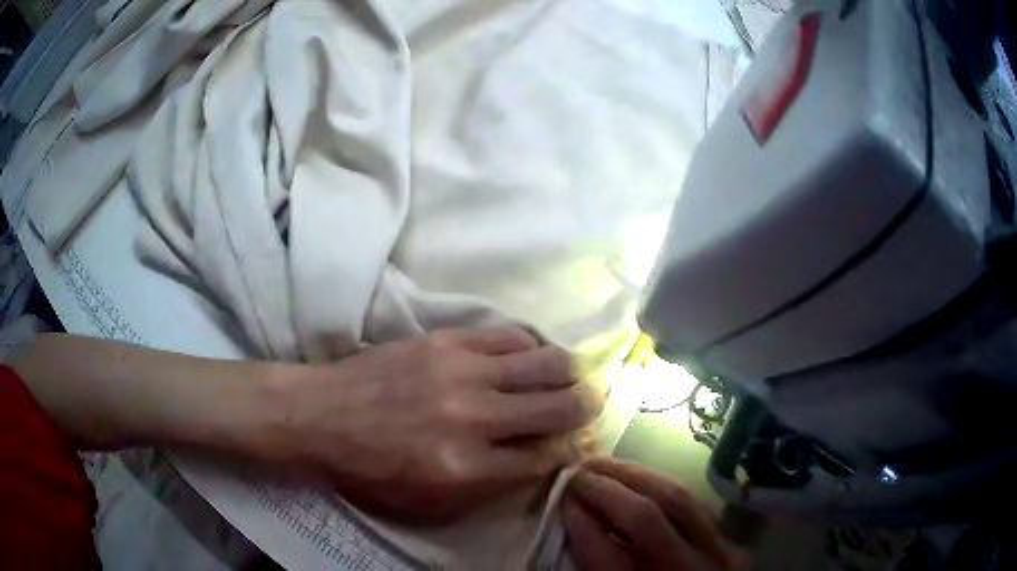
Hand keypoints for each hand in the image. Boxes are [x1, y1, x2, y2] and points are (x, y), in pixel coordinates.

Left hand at [263, 327, 598, 523]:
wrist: (320, 416)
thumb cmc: (370, 471)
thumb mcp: (429, 505)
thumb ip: (490, 489)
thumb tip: (539, 462)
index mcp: (468, 469)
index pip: (547, 456)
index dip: (570, 450)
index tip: (577, 444)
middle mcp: (474, 418)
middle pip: (561, 407)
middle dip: (586, 409)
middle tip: (587, 407)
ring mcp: (461, 372)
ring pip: (546, 363)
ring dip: (568, 373)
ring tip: (569, 377)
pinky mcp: (446, 340)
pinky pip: (510, 335)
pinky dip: (531, 347)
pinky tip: (530, 355)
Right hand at [562, 458, 746, 570]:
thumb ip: (597, 566)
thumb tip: (576, 519)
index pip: (607, 554)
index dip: (581, 522)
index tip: (562, 499)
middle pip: (648, 516)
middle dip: (607, 487)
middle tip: (578, 472)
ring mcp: (720, 555)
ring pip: (679, 498)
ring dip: (636, 476)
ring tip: (603, 465)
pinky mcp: (734, 544)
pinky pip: (697, 505)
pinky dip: (665, 489)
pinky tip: (642, 480)